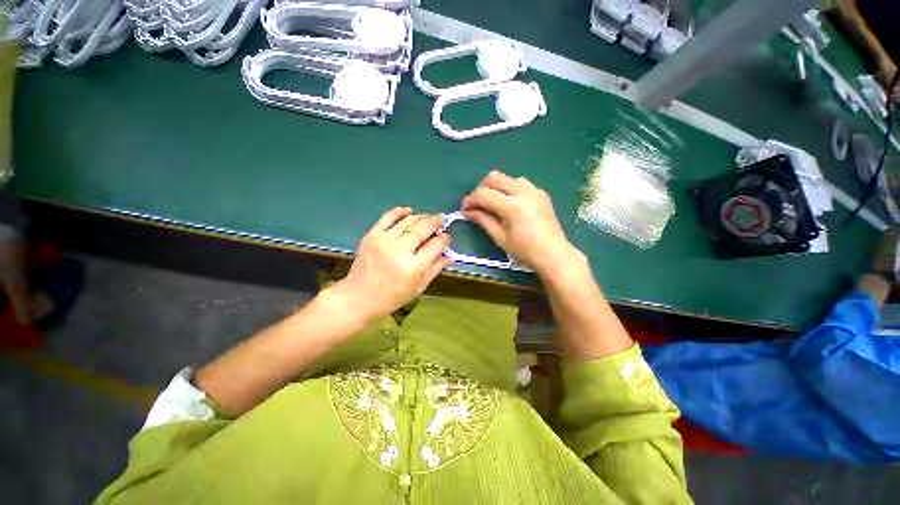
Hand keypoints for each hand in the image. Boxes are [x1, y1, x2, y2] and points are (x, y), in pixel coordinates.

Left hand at [332, 207, 451, 323]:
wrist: (357, 298)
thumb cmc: (391, 298)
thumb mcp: (418, 288)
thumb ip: (435, 269)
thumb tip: (449, 256)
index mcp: (413, 267)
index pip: (435, 245)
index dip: (444, 239)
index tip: (447, 237)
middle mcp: (400, 250)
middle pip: (423, 228)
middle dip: (436, 222)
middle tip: (441, 221)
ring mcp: (384, 240)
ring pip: (409, 220)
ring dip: (422, 216)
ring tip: (428, 218)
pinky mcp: (371, 235)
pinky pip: (388, 216)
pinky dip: (400, 211)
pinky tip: (409, 210)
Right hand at [461, 171, 580, 276]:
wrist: (553, 254)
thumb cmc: (525, 251)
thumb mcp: (499, 237)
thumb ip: (483, 220)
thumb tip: (468, 211)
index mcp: (513, 206)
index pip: (484, 194)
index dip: (470, 200)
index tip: (464, 209)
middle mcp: (524, 192)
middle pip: (495, 177)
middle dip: (481, 188)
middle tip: (476, 204)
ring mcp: (535, 190)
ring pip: (507, 178)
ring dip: (495, 187)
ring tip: (492, 204)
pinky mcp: (541, 193)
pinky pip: (520, 183)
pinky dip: (508, 189)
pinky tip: (508, 204)